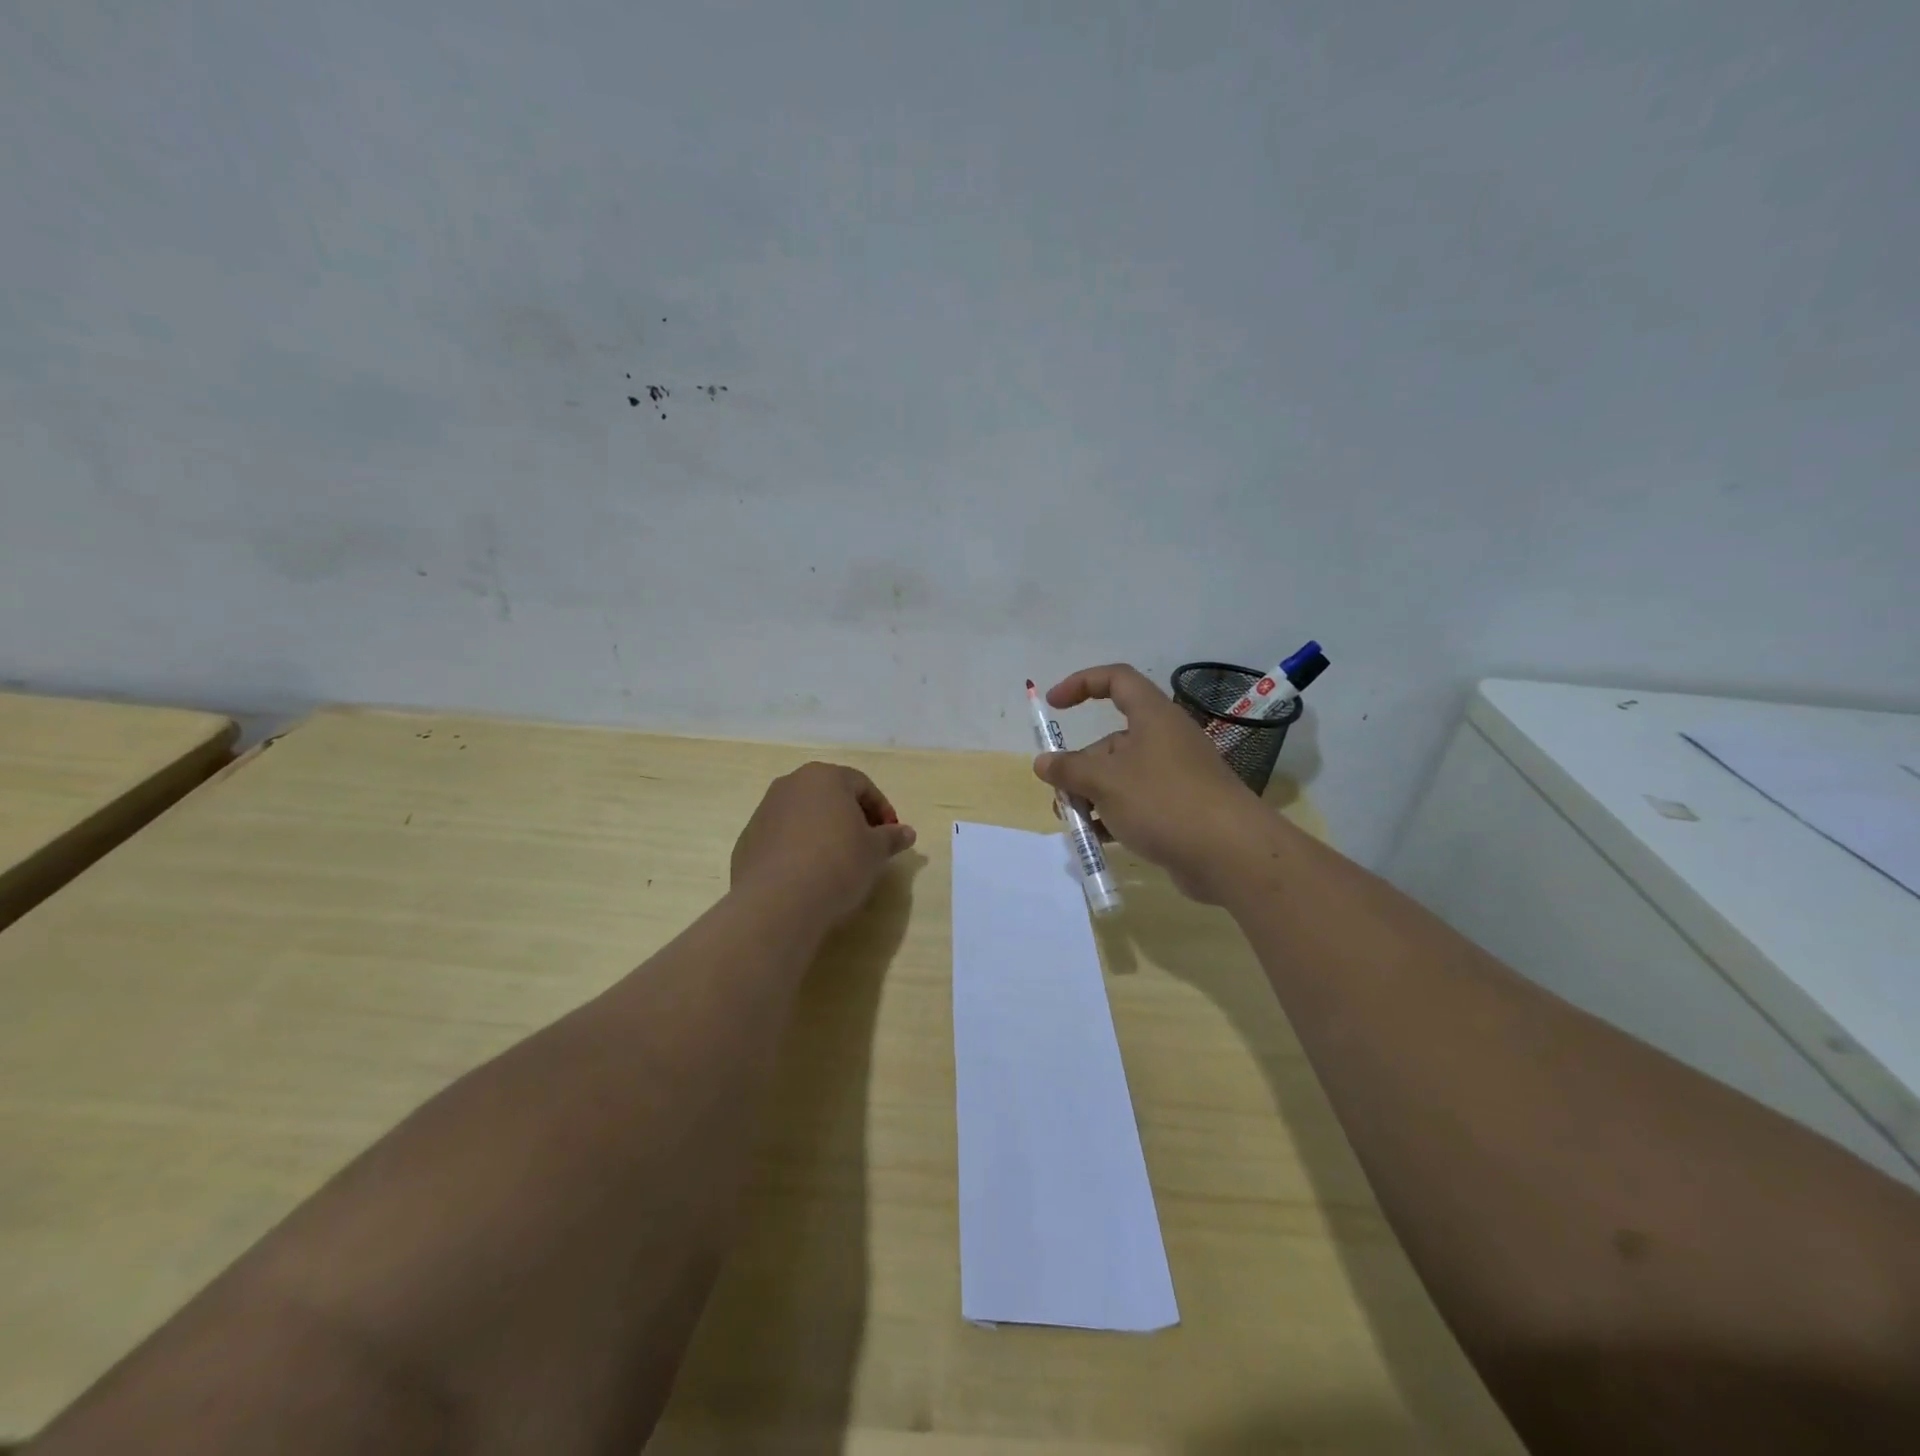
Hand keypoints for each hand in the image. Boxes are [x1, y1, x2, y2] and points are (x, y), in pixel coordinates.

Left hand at [730, 762, 917, 927]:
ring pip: (804, 815)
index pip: (862, 785)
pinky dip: (798, 848)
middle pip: (830, 795)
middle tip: (867, 845)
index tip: (891, 835)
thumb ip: (891, 837)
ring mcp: (764, 811)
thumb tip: (907, 833)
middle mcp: (791, 785)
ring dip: (823, 831)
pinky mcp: (747, 839)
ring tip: (837, 862)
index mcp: (825, 777)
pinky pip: (782, 837)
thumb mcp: (875, 852)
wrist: (777, 902)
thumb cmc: (837, 864)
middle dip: (851, 817)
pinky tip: (808, 875)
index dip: (881, 809)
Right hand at [1034, 664, 1272, 903]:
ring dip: (1092, 795)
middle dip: (1080, 766)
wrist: (1230, 854)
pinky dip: (1114, 816)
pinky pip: (1138, 804)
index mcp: (1153, 717)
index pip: (1116, 680)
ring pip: (1122, 776)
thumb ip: (1069, 770)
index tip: (1053, 704)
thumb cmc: (1163, 802)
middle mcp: (1165, 740)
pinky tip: (1097, 839)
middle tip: (1061, 795)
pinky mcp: (1180, 809)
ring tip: (1074, 823)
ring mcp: (1175, 776)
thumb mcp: (1105, 782)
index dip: (1082, 683)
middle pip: (1112, 742)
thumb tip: (1043, 762)